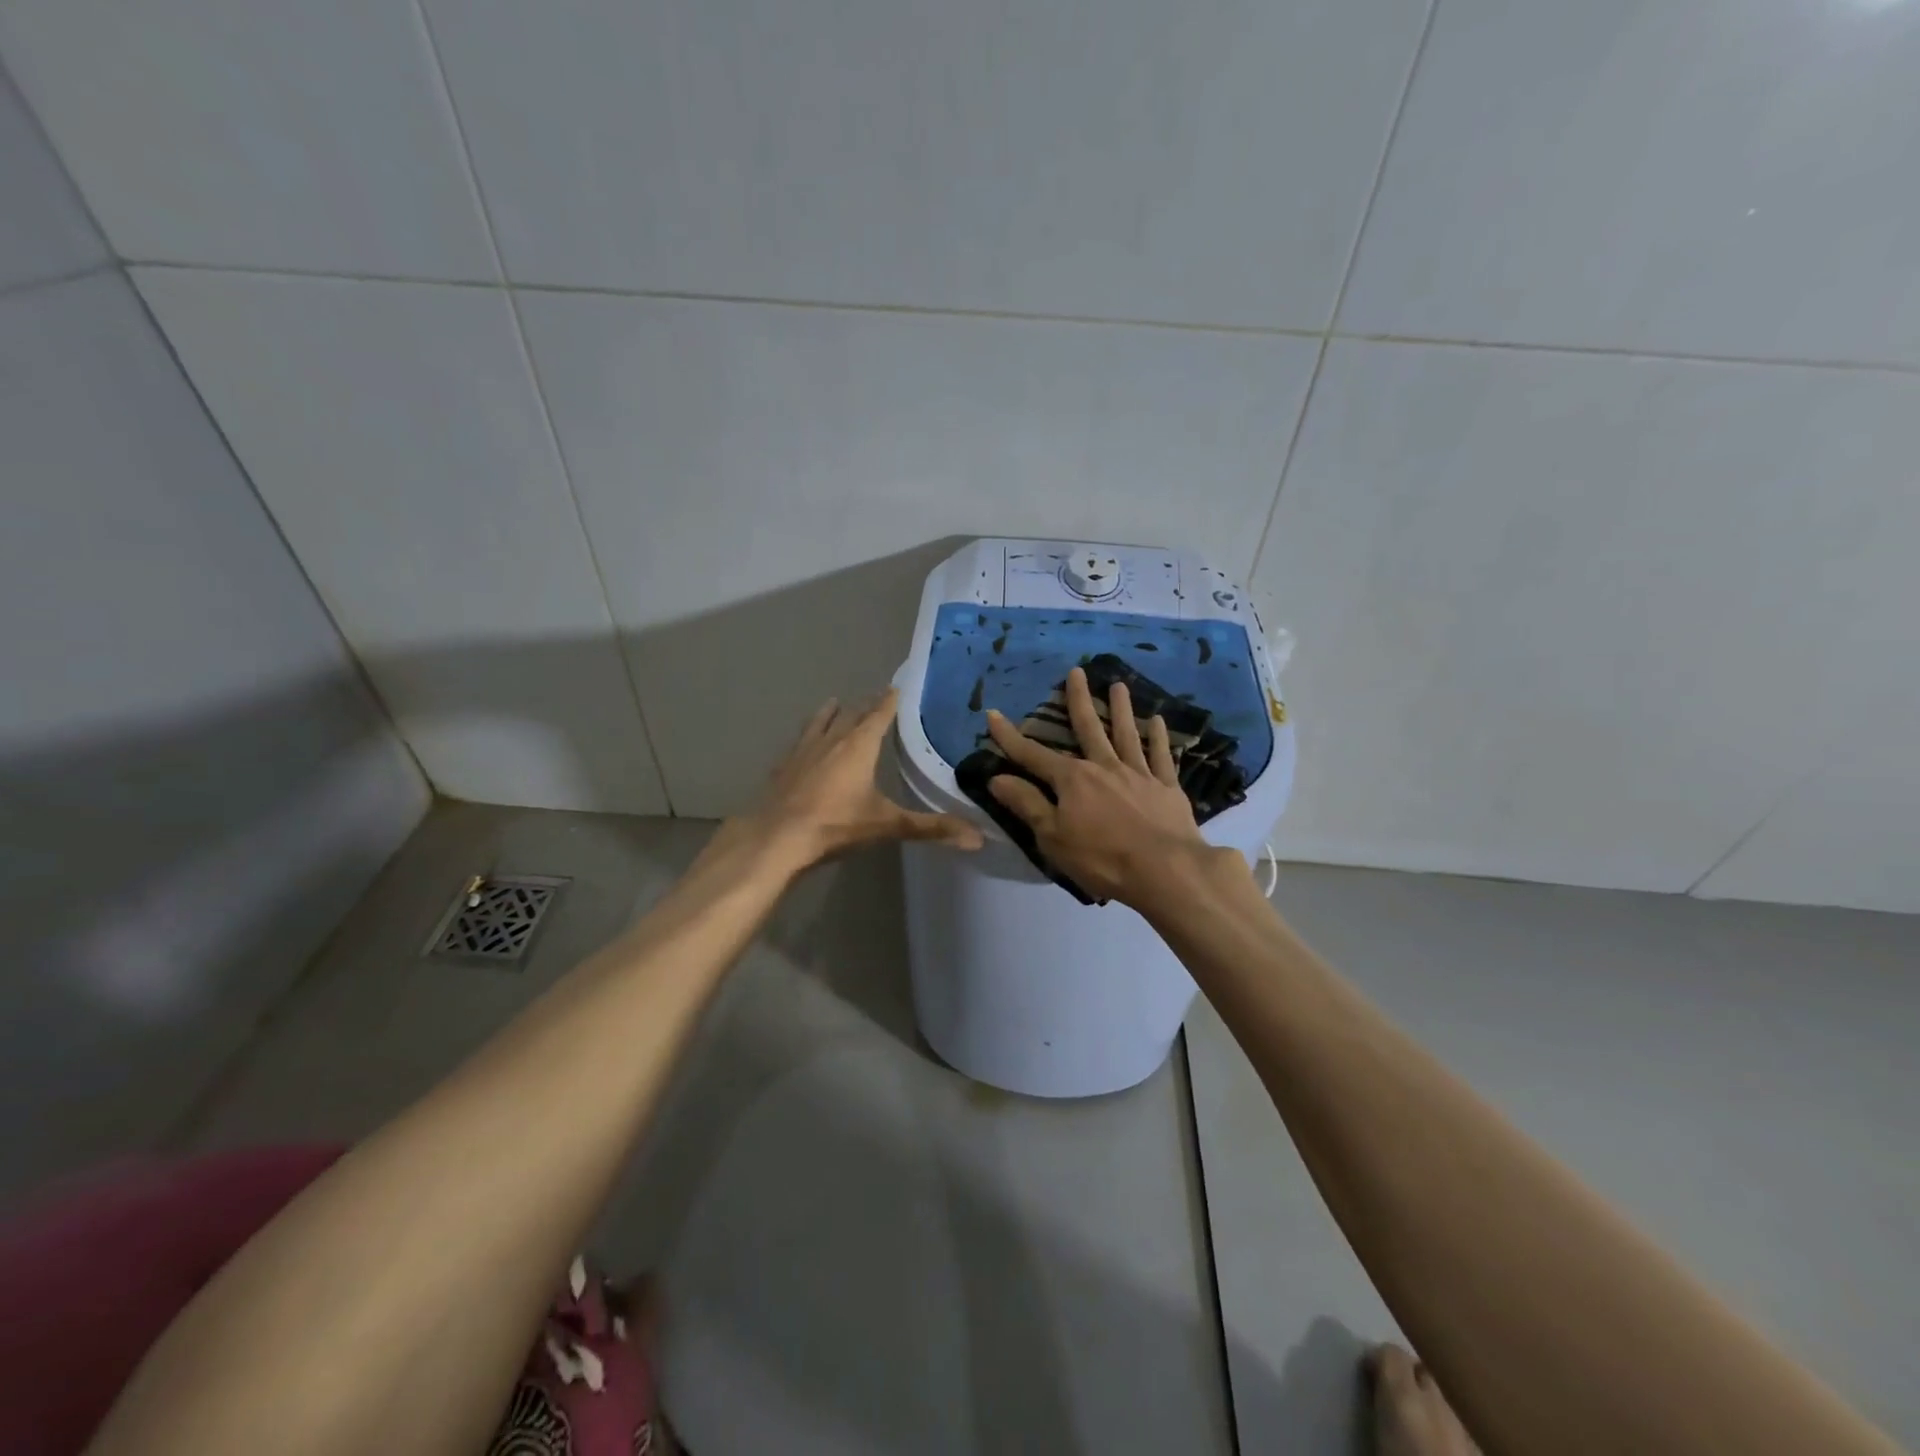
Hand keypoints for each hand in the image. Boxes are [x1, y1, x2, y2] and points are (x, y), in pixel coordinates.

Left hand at [744, 689, 983, 870]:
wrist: (776, 838)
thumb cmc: (835, 825)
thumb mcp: (887, 825)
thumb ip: (931, 828)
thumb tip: (977, 838)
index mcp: (858, 746)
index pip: (879, 715)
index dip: (890, 700)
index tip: (897, 686)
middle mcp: (831, 740)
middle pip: (850, 715)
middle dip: (865, 706)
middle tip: (876, 698)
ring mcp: (803, 752)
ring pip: (820, 723)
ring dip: (830, 713)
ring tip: (834, 703)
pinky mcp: (783, 768)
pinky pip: (799, 743)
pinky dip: (807, 737)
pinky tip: (802, 745)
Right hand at [985, 666, 1209, 905]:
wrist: (1166, 870)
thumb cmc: (1102, 858)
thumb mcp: (1052, 837)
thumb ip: (1027, 804)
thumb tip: (997, 778)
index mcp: (1073, 780)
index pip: (1033, 755)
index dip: (1010, 737)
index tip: (993, 714)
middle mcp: (1104, 767)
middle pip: (1088, 728)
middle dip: (1078, 700)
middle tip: (1077, 671)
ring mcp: (1138, 774)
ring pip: (1127, 734)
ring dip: (1121, 708)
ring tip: (1118, 685)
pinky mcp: (1167, 788)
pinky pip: (1161, 756)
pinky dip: (1159, 738)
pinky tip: (1158, 721)